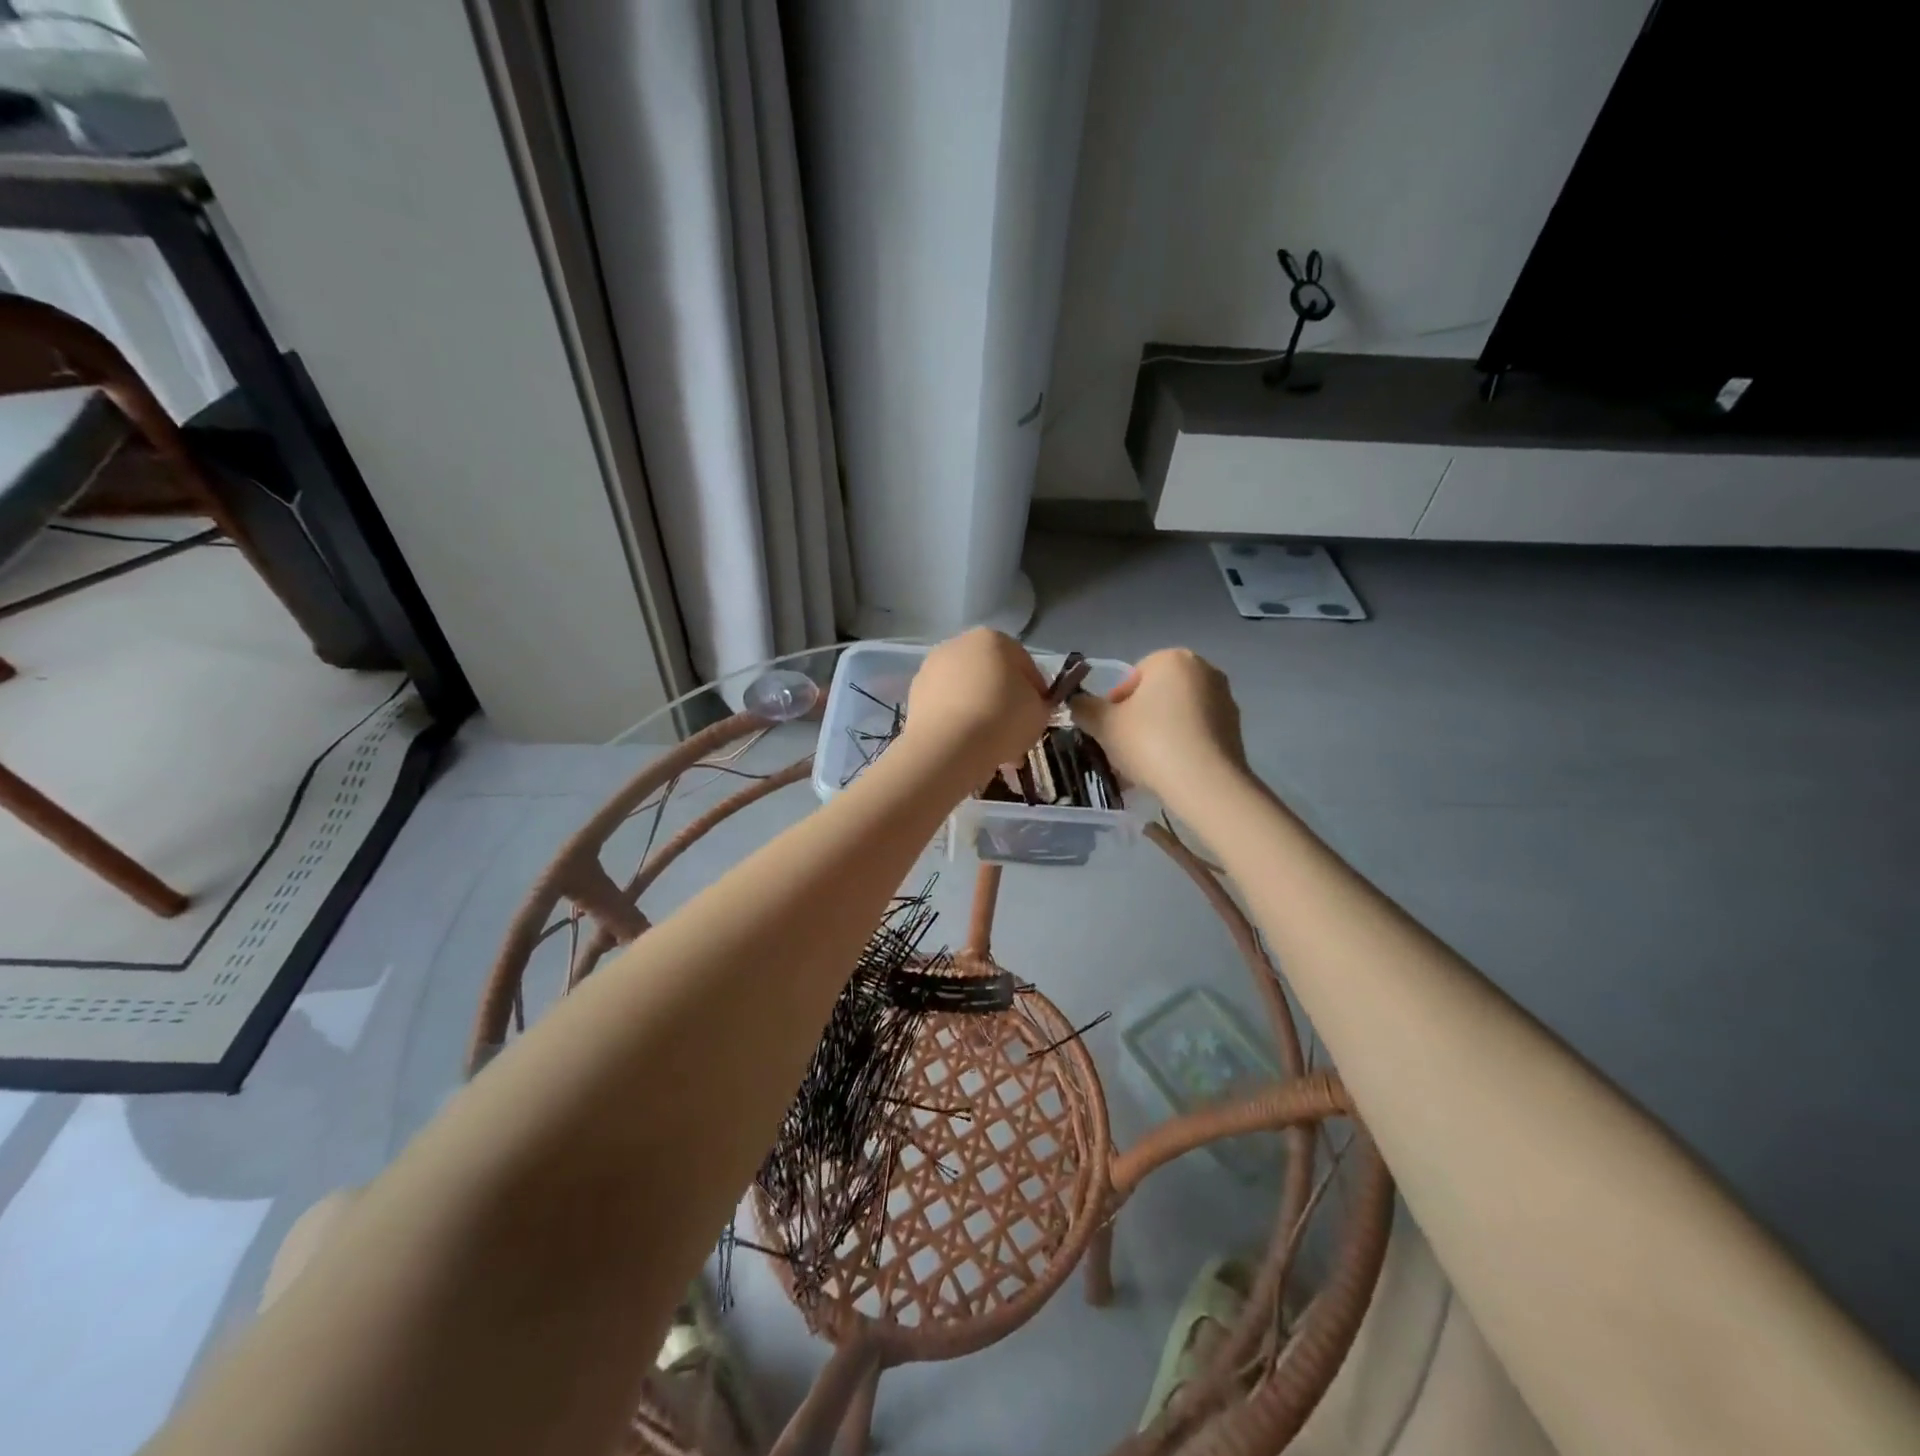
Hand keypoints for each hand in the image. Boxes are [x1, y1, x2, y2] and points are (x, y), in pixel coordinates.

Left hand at [902, 628, 1051, 777]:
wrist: (948, 747)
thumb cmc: (1002, 719)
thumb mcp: (1039, 711)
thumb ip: (1038, 702)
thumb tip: (1029, 705)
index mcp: (992, 638)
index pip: (1024, 663)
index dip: (1036, 691)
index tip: (1039, 714)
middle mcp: (958, 644)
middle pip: (991, 676)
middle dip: (1004, 701)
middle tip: (1015, 732)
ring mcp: (931, 668)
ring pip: (967, 693)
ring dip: (980, 714)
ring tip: (992, 746)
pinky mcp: (914, 695)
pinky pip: (947, 708)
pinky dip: (958, 723)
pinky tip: (968, 747)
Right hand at [1069, 648, 1247, 802]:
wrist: (1205, 784)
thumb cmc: (1150, 742)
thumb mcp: (1104, 724)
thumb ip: (1084, 708)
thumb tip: (1077, 703)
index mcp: (1173, 659)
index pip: (1132, 677)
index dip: (1114, 705)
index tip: (1109, 731)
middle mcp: (1205, 670)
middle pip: (1156, 695)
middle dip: (1138, 719)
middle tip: (1123, 749)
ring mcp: (1225, 699)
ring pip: (1177, 715)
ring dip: (1159, 734)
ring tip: (1145, 766)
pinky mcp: (1236, 729)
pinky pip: (1197, 733)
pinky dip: (1181, 746)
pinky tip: (1169, 771)